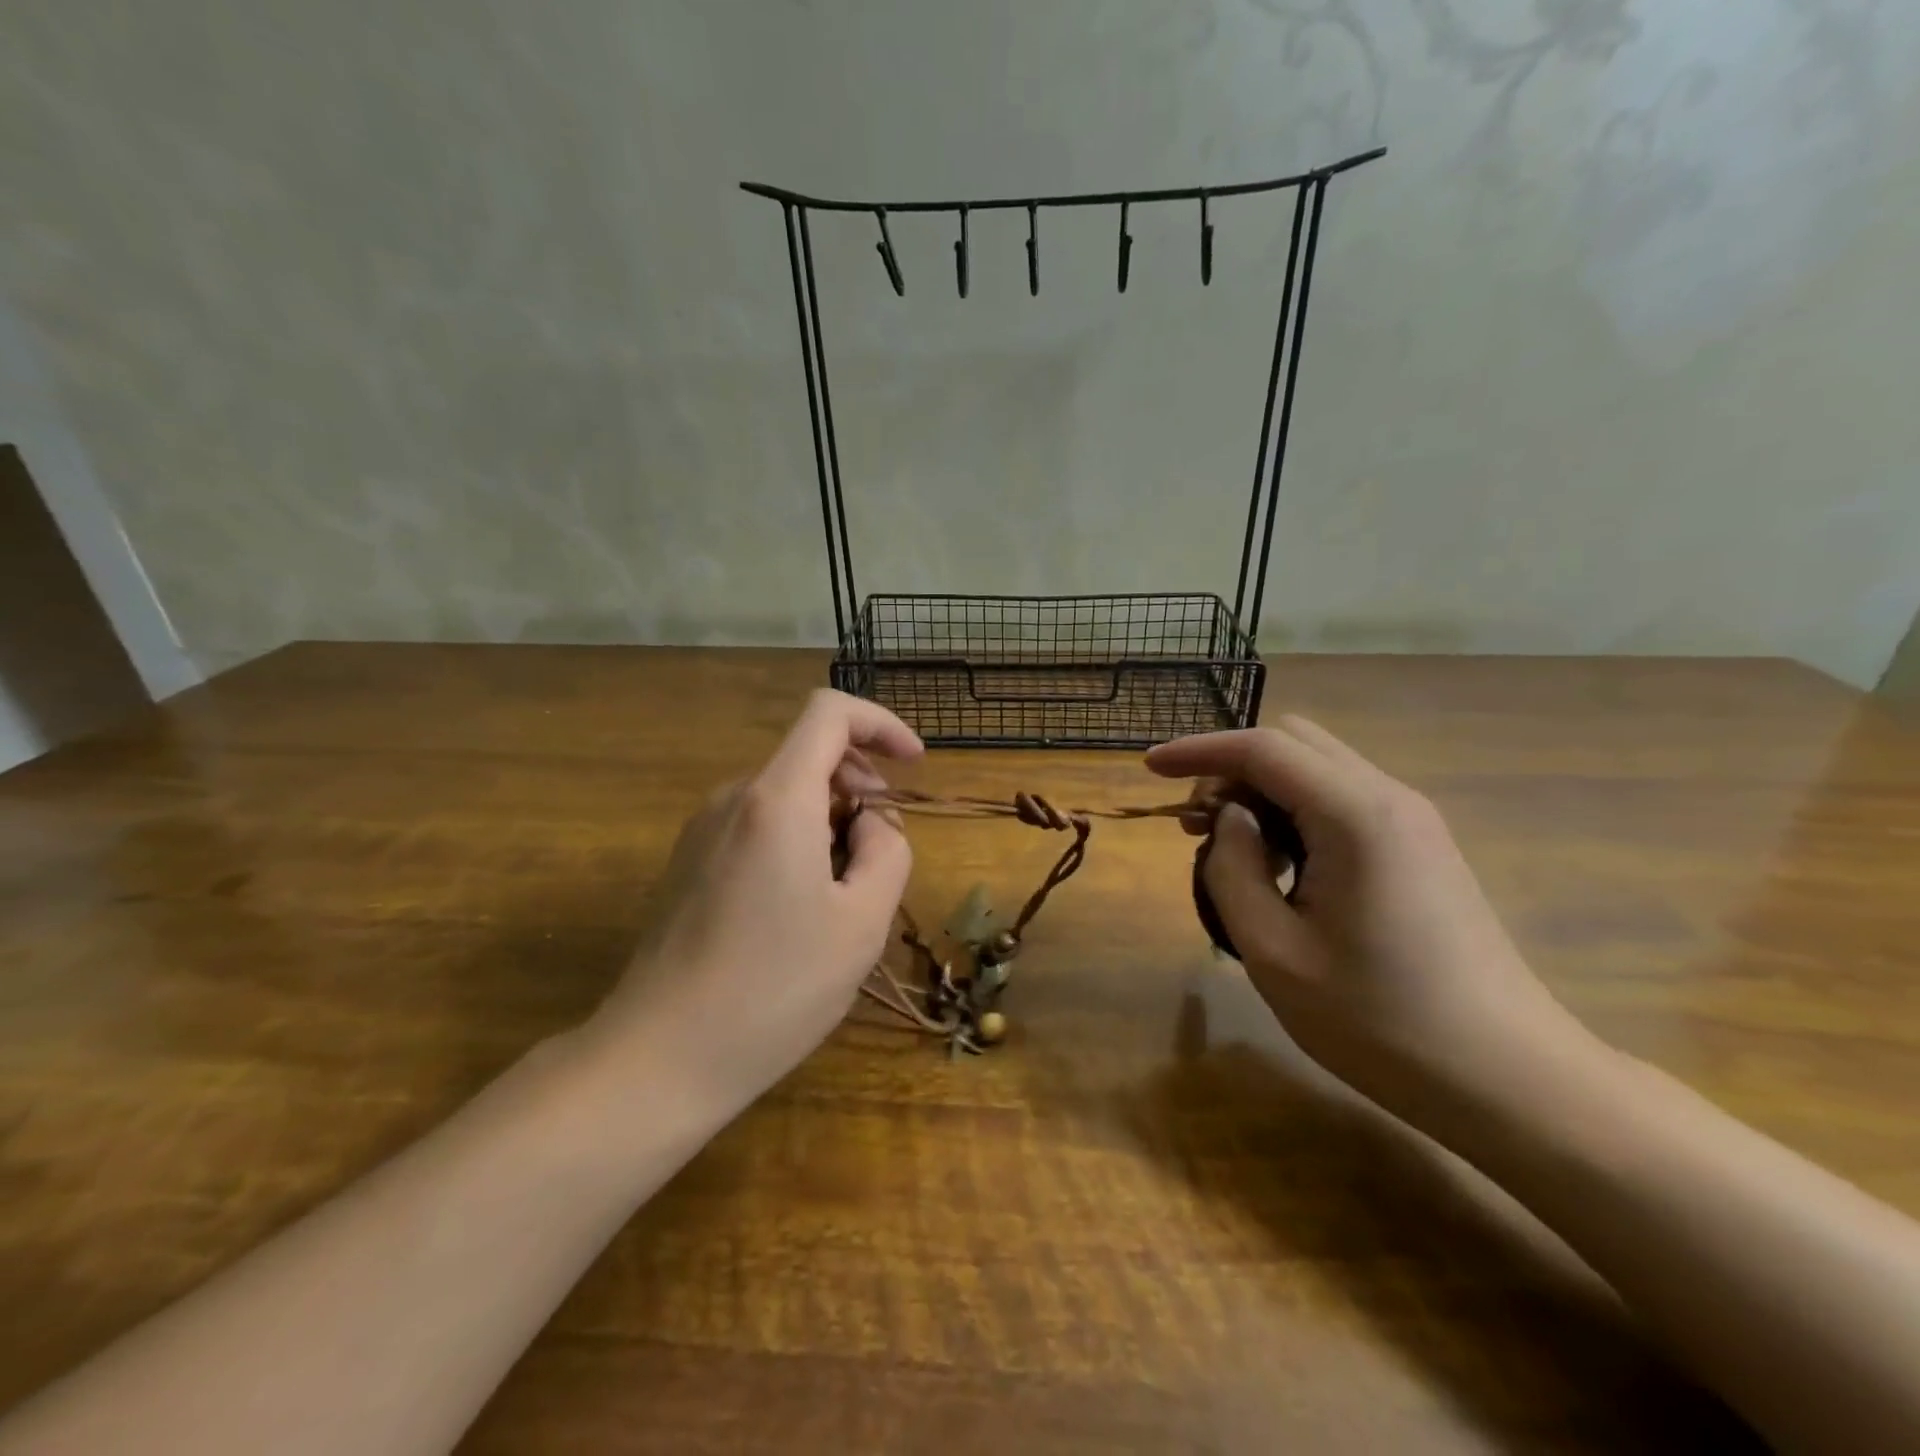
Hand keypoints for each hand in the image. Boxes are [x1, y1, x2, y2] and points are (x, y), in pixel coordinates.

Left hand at [580, 691, 922, 1122]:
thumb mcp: (863, 921)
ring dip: (830, 821)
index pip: (829, 712)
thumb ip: (887, 850)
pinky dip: (797, 840)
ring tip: (842, 896)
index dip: (880, 724)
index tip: (913, 764)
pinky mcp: (688, 862)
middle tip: (881, 855)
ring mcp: (702, 830)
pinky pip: (757, 826)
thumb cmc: (775, 988)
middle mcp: (733, 799)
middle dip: (860, 788)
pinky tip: (799, 910)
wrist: (661, 1057)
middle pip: (809, 757)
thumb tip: (868, 822)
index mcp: (778, 799)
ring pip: (786, 795)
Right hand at [1148, 717, 1587, 1124]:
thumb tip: (1229, 821)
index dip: (1198, 750)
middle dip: (1232, 768)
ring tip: (1231, 851)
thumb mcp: (1274, 951)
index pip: (1262, 748)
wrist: (1508, 1079)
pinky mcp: (1421, 848)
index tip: (1149, 768)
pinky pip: (1342, 800)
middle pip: (1293, 742)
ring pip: (1318, 769)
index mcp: (1355, 815)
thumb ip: (1233, 869)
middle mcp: (1389, 799)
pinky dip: (1295, 812)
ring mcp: (1412, 822)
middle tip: (1196, 826)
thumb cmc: (1379, 1021)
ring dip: (1263, 791)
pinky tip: (1281, 868)